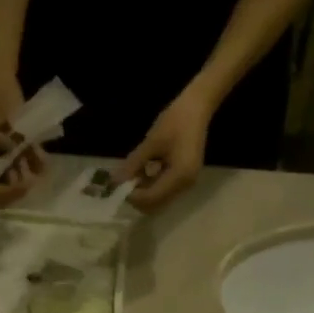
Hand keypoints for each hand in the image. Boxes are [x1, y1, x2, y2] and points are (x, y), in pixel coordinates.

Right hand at [0, 68, 45, 206]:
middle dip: (19, 187)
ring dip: (31, 176)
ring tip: (35, 165)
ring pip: (22, 176)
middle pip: (7, 187)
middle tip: (28, 181)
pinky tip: (42, 158)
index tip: (13, 187)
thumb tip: (8, 151)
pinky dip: (40, 162)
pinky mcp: (24, 144)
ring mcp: (10, 154)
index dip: (1, 194)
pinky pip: (34, 160)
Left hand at [114, 85, 212, 213]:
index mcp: (179, 176)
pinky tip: (144, 171)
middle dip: (137, 197)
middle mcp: (185, 186)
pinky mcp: (184, 179)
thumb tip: (116, 181)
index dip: (132, 195)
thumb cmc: (175, 121)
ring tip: (133, 174)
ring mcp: (186, 183)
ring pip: (159, 200)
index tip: (118, 185)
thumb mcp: (151, 142)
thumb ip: (134, 164)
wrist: (197, 107)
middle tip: (124, 181)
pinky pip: (164, 190)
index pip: (151, 198)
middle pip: (155, 205)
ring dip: (143, 192)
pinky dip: (151, 185)